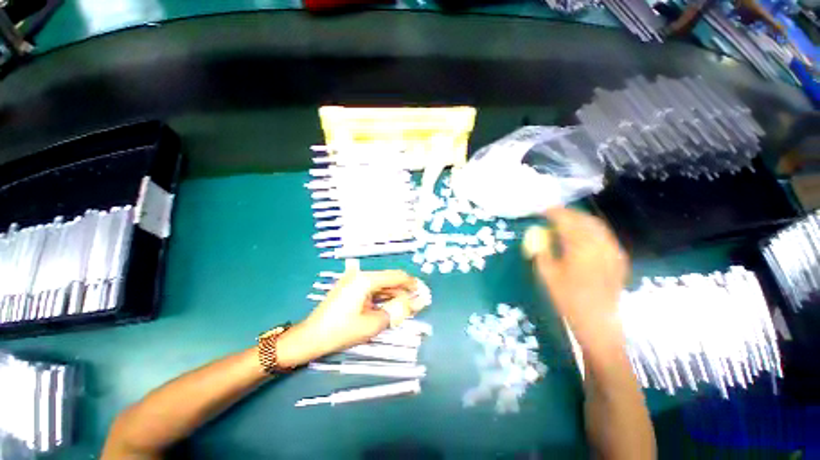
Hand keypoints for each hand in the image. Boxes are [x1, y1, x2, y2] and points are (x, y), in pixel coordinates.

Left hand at [277, 264, 420, 367]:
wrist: (310, 338)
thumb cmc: (341, 331)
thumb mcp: (373, 323)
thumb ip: (398, 311)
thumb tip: (417, 303)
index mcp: (366, 279)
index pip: (396, 276)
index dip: (411, 284)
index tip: (423, 292)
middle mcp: (360, 275)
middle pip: (388, 280)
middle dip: (403, 291)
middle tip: (416, 303)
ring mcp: (353, 281)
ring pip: (380, 285)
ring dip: (393, 295)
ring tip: (405, 307)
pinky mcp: (350, 288)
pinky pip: (371, 290)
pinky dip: (382, 297)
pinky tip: (389, 306)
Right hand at [531, 208, 628, 350]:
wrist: (597, 321)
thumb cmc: (567, 298)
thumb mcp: (547, 274)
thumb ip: (542, 251)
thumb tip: (538, 235)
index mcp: (580, 248)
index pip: (566, 221)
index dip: (554, 213)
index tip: (542, 210)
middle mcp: (600, 245)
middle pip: (584, 219)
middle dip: (568, 213)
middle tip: (553, 214)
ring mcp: (613, 251)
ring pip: (597, 226)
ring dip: (581, 220)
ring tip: (567, 222)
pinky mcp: (619, 258)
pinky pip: (605, 236)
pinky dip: (592, 230)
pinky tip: (583, 236)